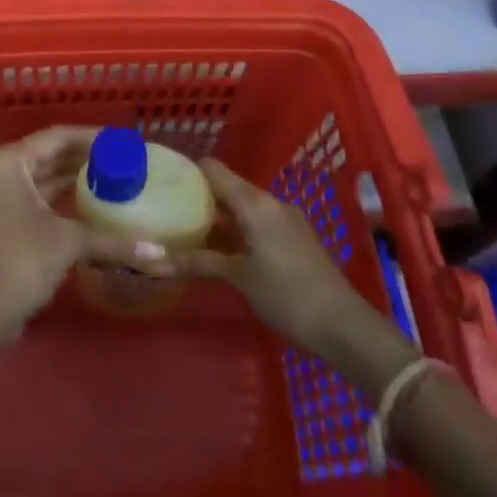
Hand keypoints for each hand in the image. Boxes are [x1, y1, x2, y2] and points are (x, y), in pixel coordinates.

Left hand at [0, 126, 171, 329]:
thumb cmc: (22, 262)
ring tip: (107, 179)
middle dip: (81, 159)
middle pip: (44, 155)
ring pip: (36, 177)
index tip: (120, 141)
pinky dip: (53, 198)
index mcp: (6, 161)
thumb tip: (159, 253)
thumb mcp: (69, 242)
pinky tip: (83, 204)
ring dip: (68, 179)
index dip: (91, 138)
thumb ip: (112, 239)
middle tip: (118, 161)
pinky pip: (27, 196)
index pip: (56, 138)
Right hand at [176, 159, 397, 361]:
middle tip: (168, 209)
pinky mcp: (294, 239)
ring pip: (243, 207)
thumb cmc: (287, 295)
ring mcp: (285, 220)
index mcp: (255, 203)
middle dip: (200, 197)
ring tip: (188, 230)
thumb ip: (198, 263)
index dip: (188, 171)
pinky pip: (257, 222)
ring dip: (219, 216)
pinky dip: (237, 229)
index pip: (214, 170)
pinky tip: (221, 250)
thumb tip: (152, 260)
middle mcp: (270, 202)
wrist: (344, 326)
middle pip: (228, 187)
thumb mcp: (239, 278)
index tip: (163, 180)